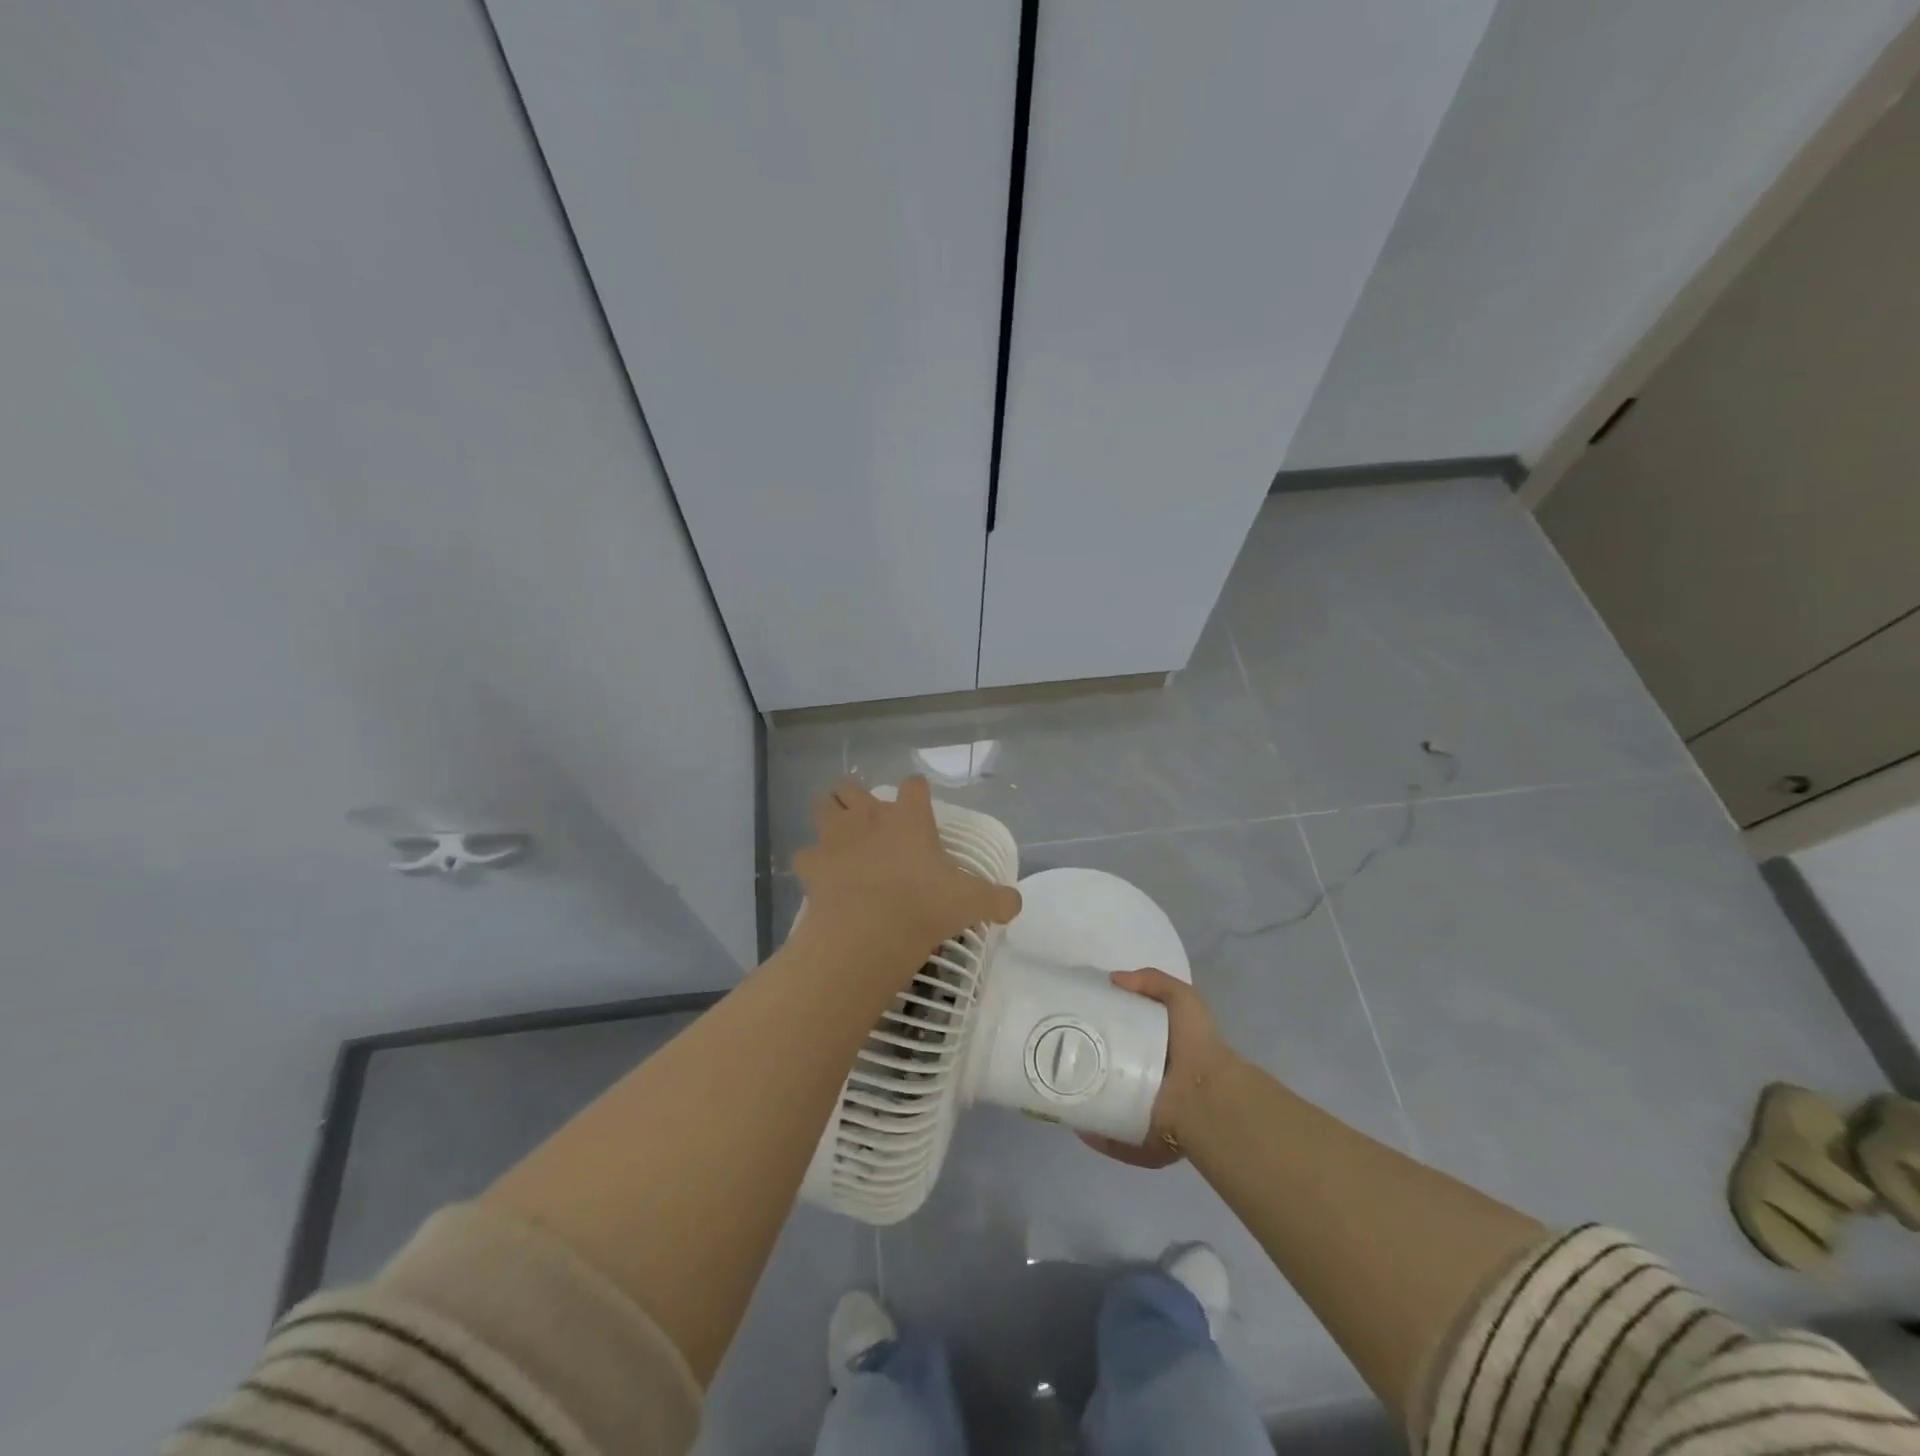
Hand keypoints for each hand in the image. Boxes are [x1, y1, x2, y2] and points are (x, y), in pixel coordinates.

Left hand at [793, 776, 1021, 957]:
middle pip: (852, 787)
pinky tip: (822, 877)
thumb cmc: (925, 905)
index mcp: (909, 817)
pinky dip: (812, 863)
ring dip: (830, 817)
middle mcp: (869, 816)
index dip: (916, 794)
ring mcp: (834, 837)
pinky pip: (805, 855)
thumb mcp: (971, 902)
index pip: (913, 786)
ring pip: (823, 806)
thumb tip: (1015, 903)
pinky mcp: (811, 863)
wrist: (869, 929)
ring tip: (840, 839)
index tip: (919, 809)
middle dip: (857, 799)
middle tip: (870, 825)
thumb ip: (997, 899)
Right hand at [1080, 968, 1236, 1168]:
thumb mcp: (1182, 999)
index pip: (1129, 1042)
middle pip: (1115, 1075)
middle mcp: (1155, 1085)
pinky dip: (1096, 1134)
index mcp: (1163, 1054)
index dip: (1105, 1032)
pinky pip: (1114, 1140)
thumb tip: (1113, 979)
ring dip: (1088, 1102)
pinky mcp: (1144, 1144)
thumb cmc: (1196, 1044)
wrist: (1208, 1096)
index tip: (1078, 1023)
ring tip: (1063, 1089)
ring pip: (1110, 1109)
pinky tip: (1079, 1121)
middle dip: (1090, 1067)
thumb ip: (1153, 981)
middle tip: (1064, 1056)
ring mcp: (1149, 1116)